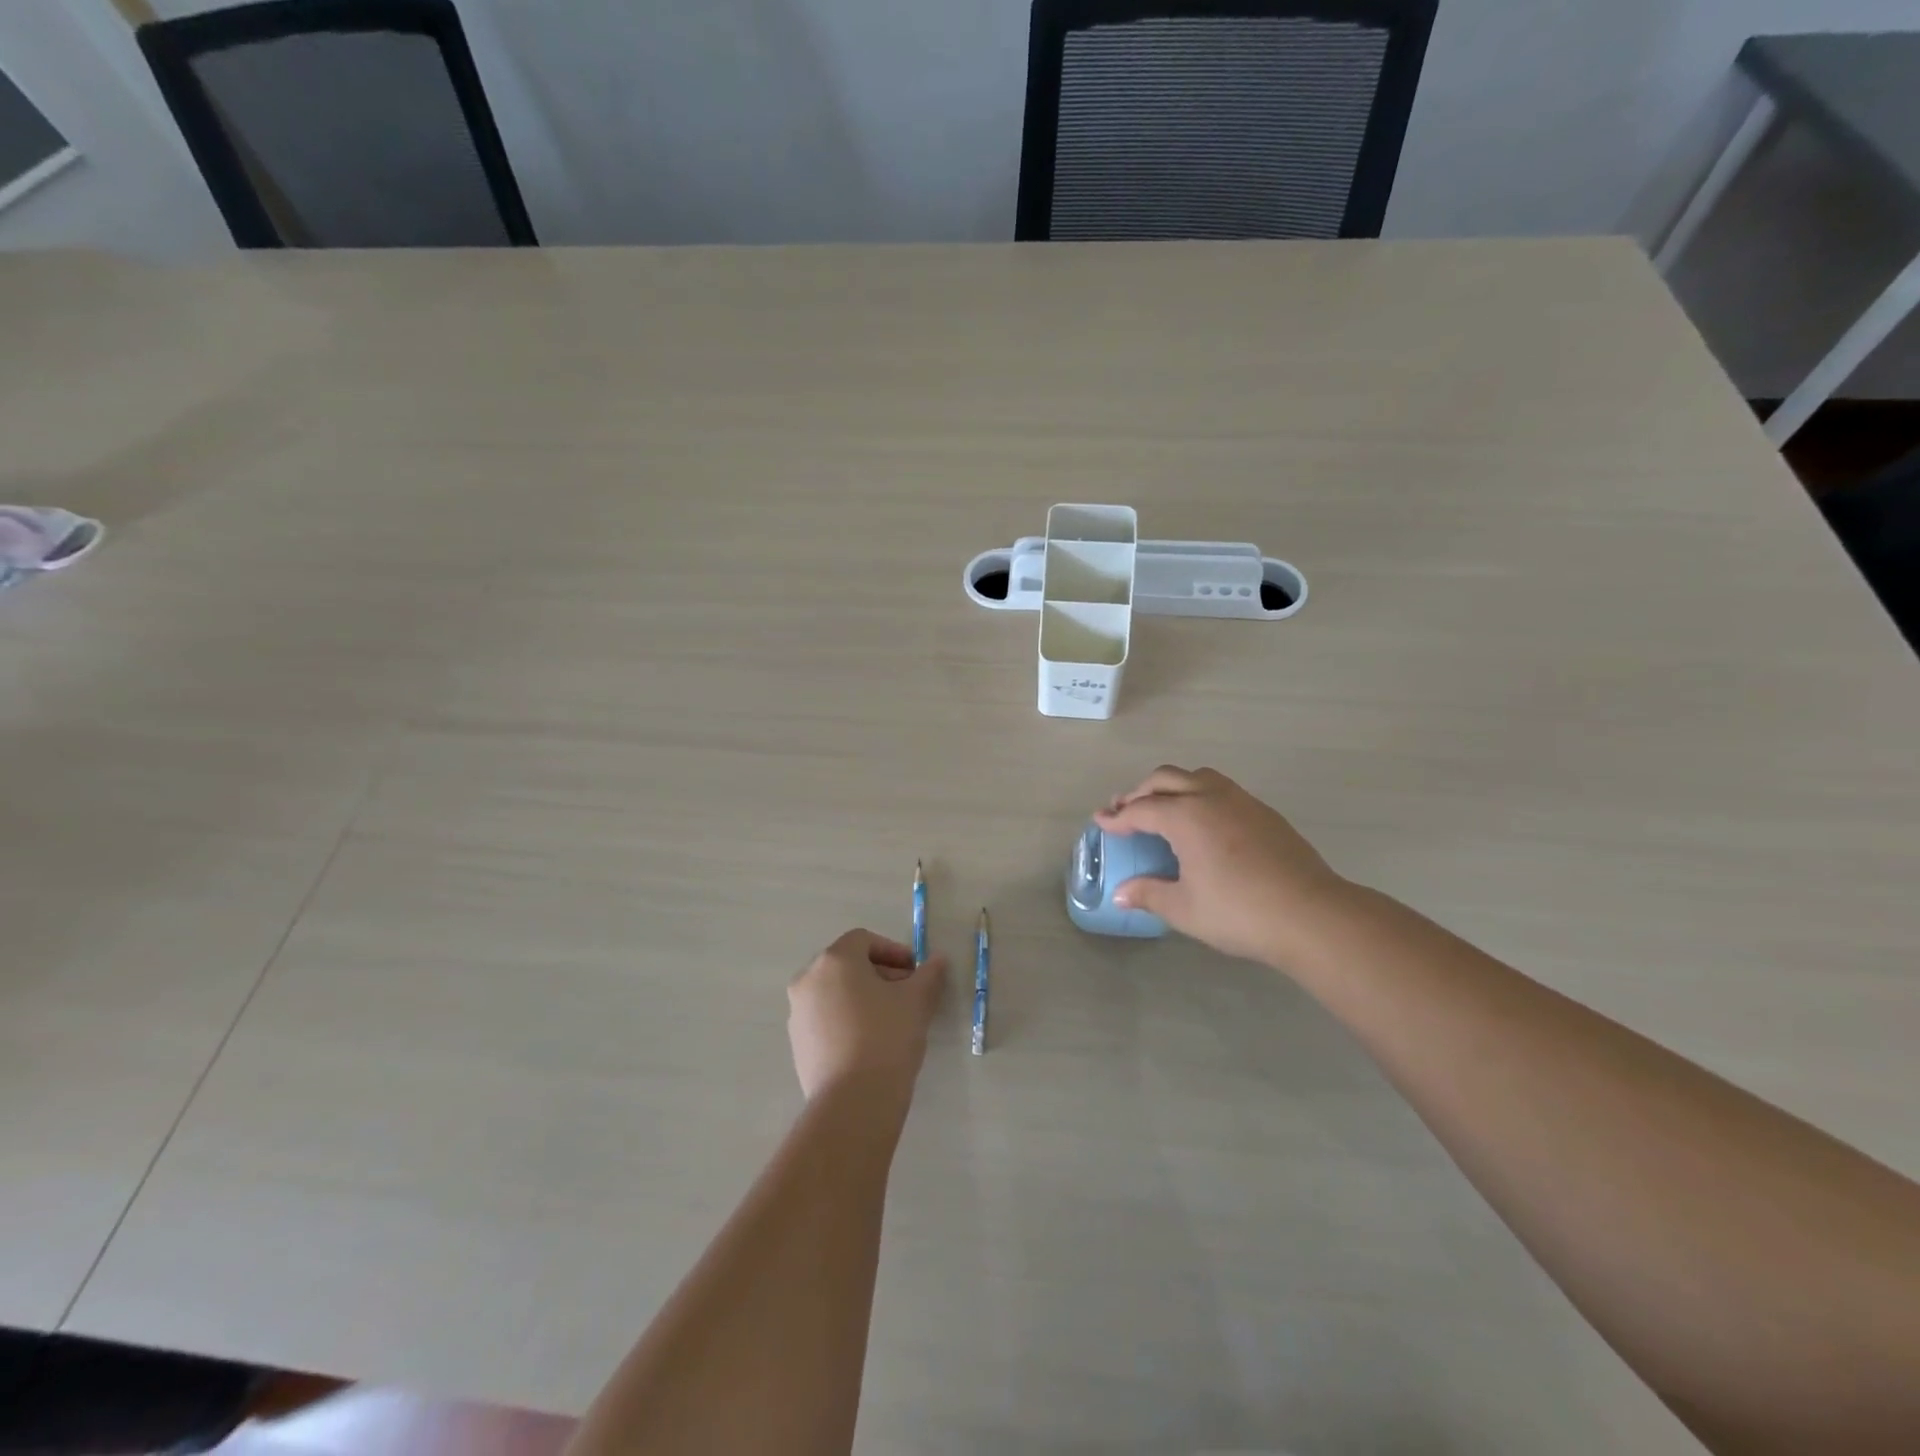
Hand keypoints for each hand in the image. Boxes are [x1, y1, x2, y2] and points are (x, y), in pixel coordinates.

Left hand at [788, 929, 946, 1099]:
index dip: (893, 951)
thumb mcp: (917, 1001)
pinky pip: (826, 1019)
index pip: (864, 940)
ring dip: (863, 998)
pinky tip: (870, 1044)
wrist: (853, 1102)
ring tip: (891, 1021)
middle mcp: (808, 980)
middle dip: (879, 974)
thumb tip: (938, 960)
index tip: (915, 973)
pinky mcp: (797, 1044)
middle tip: (907, 995)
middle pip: (847, 965)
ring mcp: (798, 1013)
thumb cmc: (887, 1037)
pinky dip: (847, 1020)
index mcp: (834, 960)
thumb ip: (929, 974)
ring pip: (835, 993)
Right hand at [1094, 765, 1350, 967]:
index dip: (1118, 817)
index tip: (1101, 822)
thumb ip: (1149, 894)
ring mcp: (1241, 801)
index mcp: (1185, 816)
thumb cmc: (1239, 911)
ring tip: (1163, 808)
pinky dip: (1200, 795)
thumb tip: (1121, 894)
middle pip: (1166, 779)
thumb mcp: (1185, 909)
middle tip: (1125, 811)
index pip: (1141, 809)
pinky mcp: (1264, 812)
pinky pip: (1222, 790)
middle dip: (1140, 792)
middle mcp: (1210, 798)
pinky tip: (1203, 823)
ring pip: (1197, 776)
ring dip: (1173, 786)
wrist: (1311, 914)